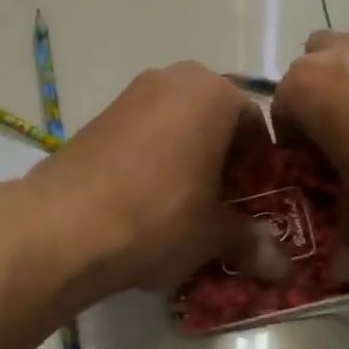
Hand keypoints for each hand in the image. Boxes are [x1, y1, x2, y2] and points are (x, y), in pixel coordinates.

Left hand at [27, 62, 289, 300]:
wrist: (62, 225)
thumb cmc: (158, 215)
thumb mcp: (213, 233)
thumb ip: (252, 242)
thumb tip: (286, 269)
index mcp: (213, 92)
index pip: (255, 124)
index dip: (263, 167)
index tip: (259, 202)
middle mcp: (172, 79)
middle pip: (215, 121)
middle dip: (225, 162)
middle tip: (226, 207)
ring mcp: (130, 95)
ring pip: (177, 127)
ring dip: (189, 162)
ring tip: (187, 209)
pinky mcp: (97, 118)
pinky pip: (143, 136)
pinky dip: (155, 162)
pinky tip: (147, 203)